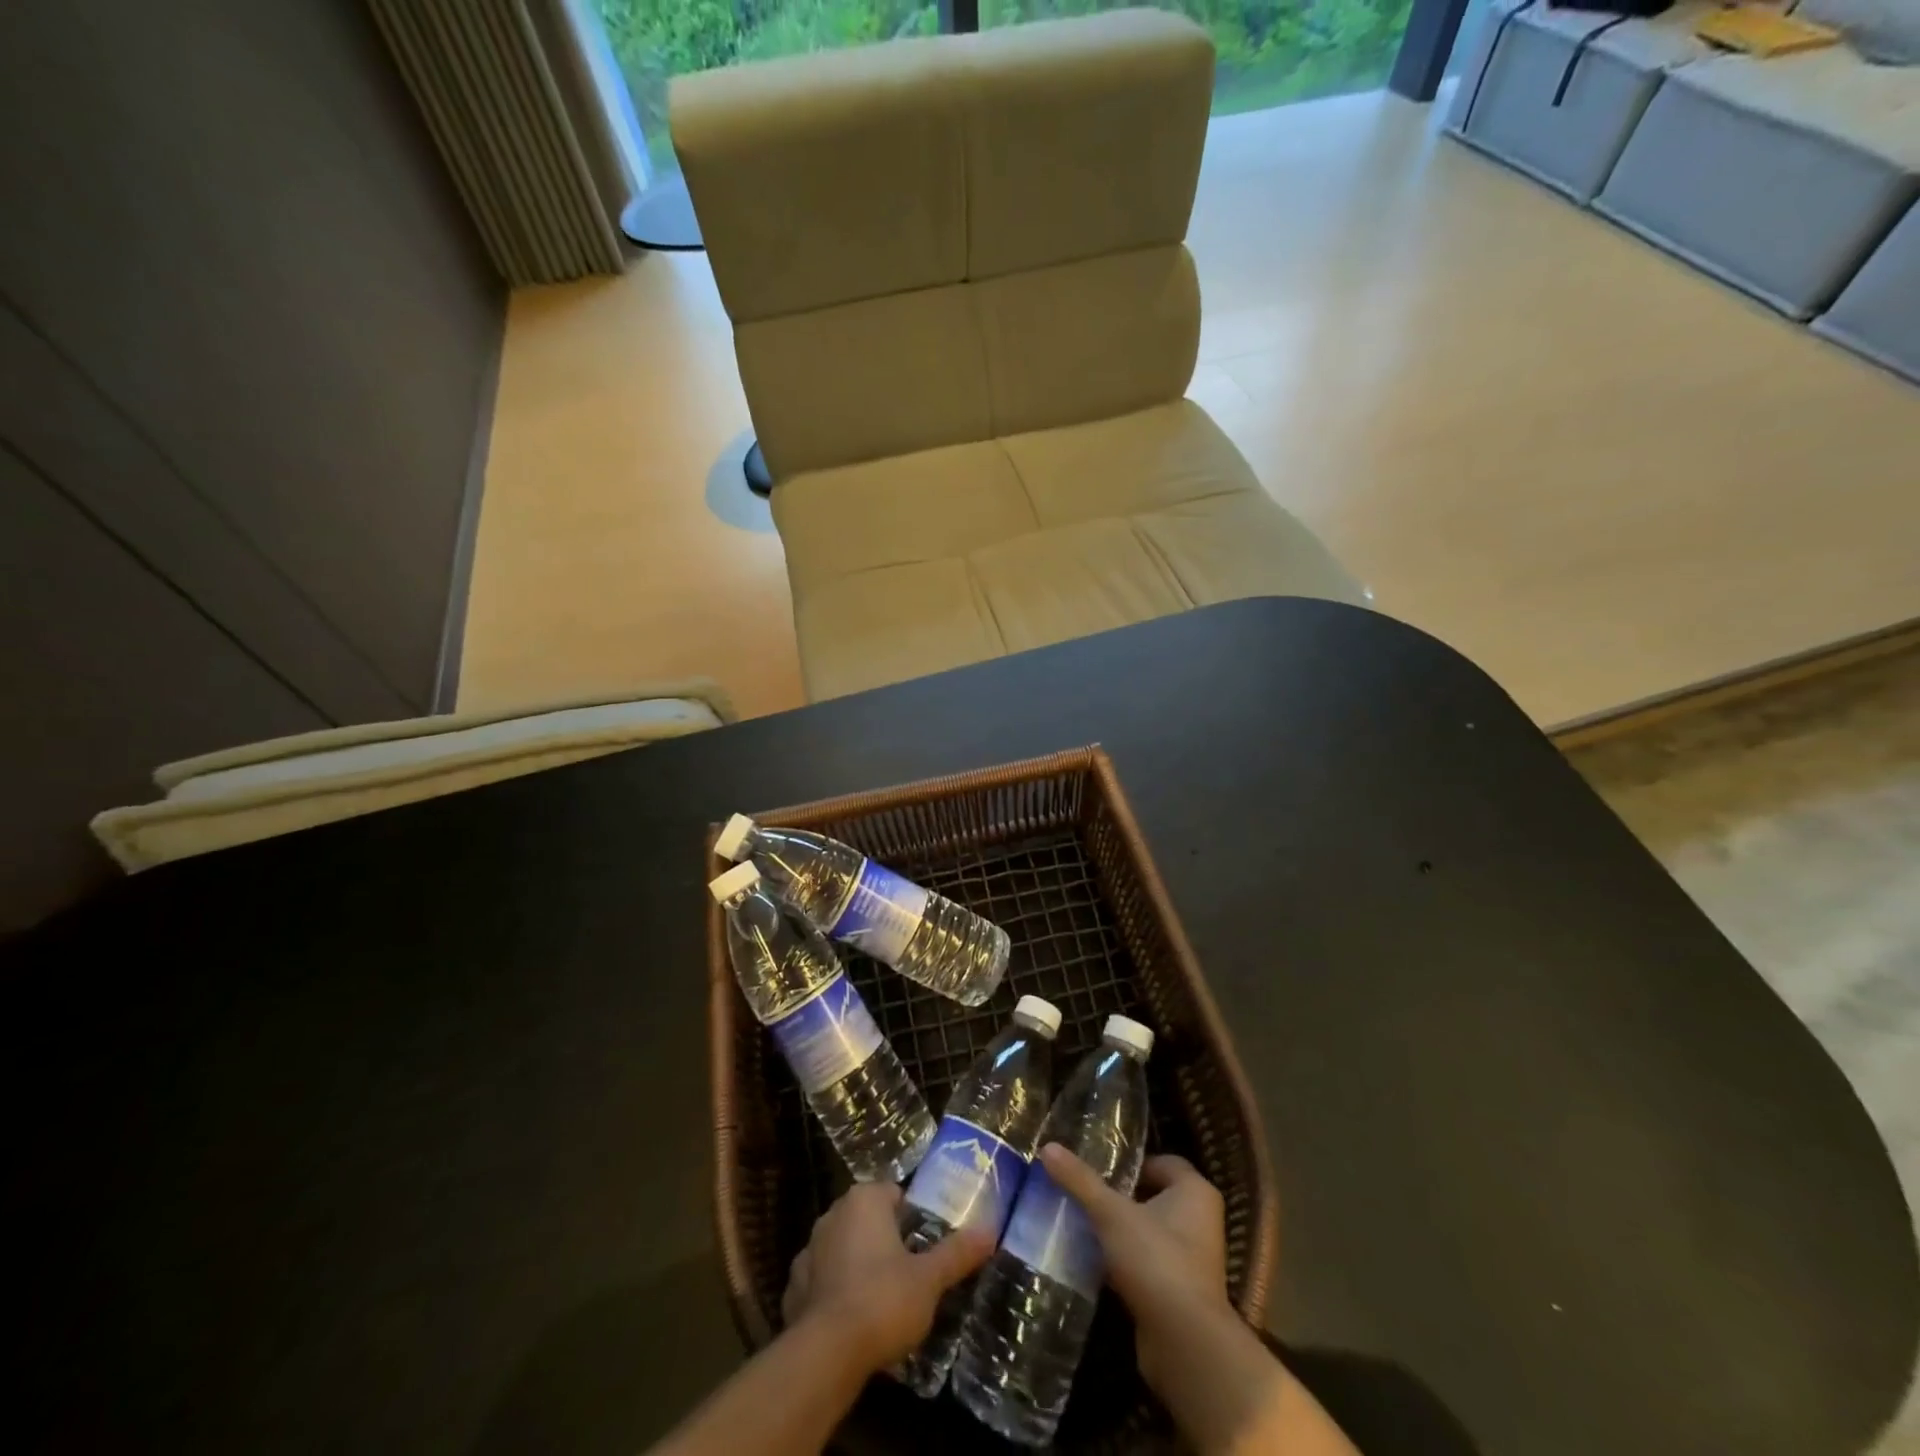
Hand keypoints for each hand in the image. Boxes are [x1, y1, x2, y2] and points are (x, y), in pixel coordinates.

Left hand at [780, 1182, 992, 1373]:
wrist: (825, 1354)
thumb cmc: (883, 1300)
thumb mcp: (930, 1279)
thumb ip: (957, 1253)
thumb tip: (990, 1231)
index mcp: (864, 1200)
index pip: (894, 1194)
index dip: (913, 1217)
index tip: (927, 1244)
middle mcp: (832, 1214)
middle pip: (868, 1220)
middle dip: (886, 1241)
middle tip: (912, 1272)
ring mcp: (808, 1251)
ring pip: (843, 1250)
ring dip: (859, 1266)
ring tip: (884, 1301)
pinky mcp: (792, 1289)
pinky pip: (822, 1282)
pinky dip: (836, 1294)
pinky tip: (853, 1322)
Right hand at [1036, 1145, 1231, 1386]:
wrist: (1185, 1344)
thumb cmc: (1156, 1260)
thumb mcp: (1111, 1214)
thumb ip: (1080, 1180)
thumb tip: (1047, 1147)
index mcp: (1195, 1192)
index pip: (1162, 1162)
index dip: (1130, 1162)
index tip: (1097, 1167)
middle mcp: (1200, 1221)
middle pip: (1152, 1196)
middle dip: (1119, 1196)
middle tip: (1083, 1192)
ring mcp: (1191, 1259)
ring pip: (1148, 1231)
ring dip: (1119, 1230)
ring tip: (1081, 1223)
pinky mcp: (1179, 1292)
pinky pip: (1146, 1263)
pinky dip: (1123, 1260)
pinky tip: (1092, 1261)